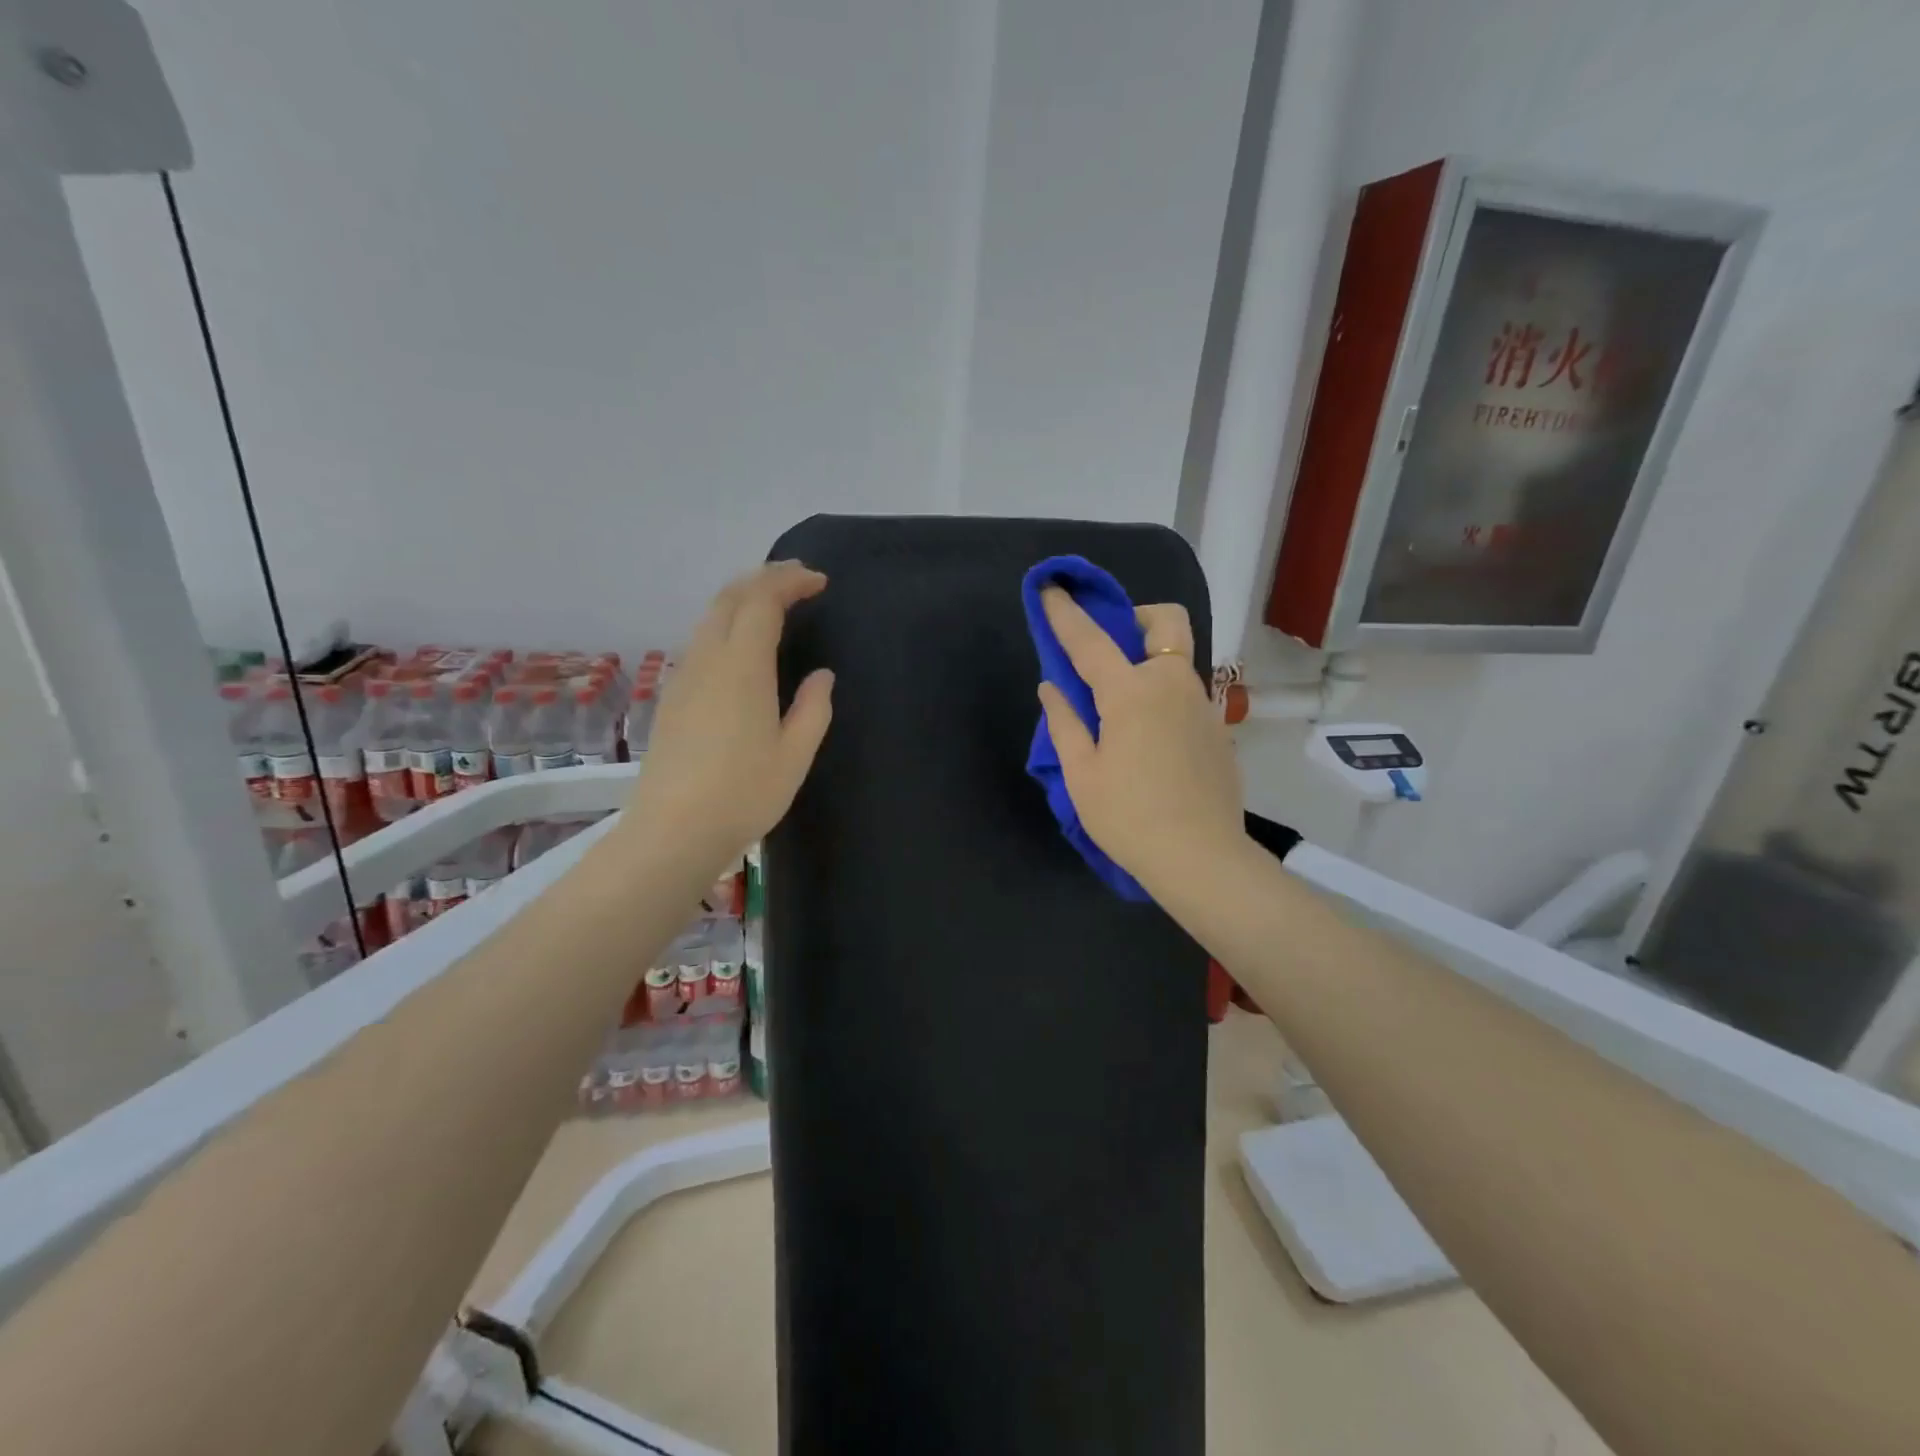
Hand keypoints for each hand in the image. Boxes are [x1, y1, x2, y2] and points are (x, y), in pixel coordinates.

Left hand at [626, 561, 833, 869]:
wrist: (672, 831)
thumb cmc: (743, 793)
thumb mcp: (795, 755)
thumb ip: (813, 708)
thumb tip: (821, 676)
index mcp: (742, 667)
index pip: (763, 602)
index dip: (790, 582)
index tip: (819, 582)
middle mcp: (708, 660)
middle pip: (730, 597)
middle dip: (764, 579)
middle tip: (798, 580)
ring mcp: (684, 677)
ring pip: (710, 617)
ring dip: (743, 599)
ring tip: (773, 605)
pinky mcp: (672, 696)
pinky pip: (701, 641)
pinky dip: (726, 623)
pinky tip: (741, 646)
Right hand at [1037, 588, 1244, 893]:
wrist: (1200, 858)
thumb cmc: (1128, 817)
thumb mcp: (1081, 774)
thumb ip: (1065, 723)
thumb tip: (1053, 687)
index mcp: (1131, 693)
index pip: (1090, 640)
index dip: (1065, 613)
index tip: (1050, 587)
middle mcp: (1173, 686)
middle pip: (1167, 623)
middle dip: (1138, 618)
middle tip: (1112, 649)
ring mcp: (1203, 707)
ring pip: (1178, 662)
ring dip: (1150, 664)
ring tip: (1123, 711)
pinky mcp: (1219, 732)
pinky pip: (1188, 697)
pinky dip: (1165, 699)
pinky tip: (1152, 744)